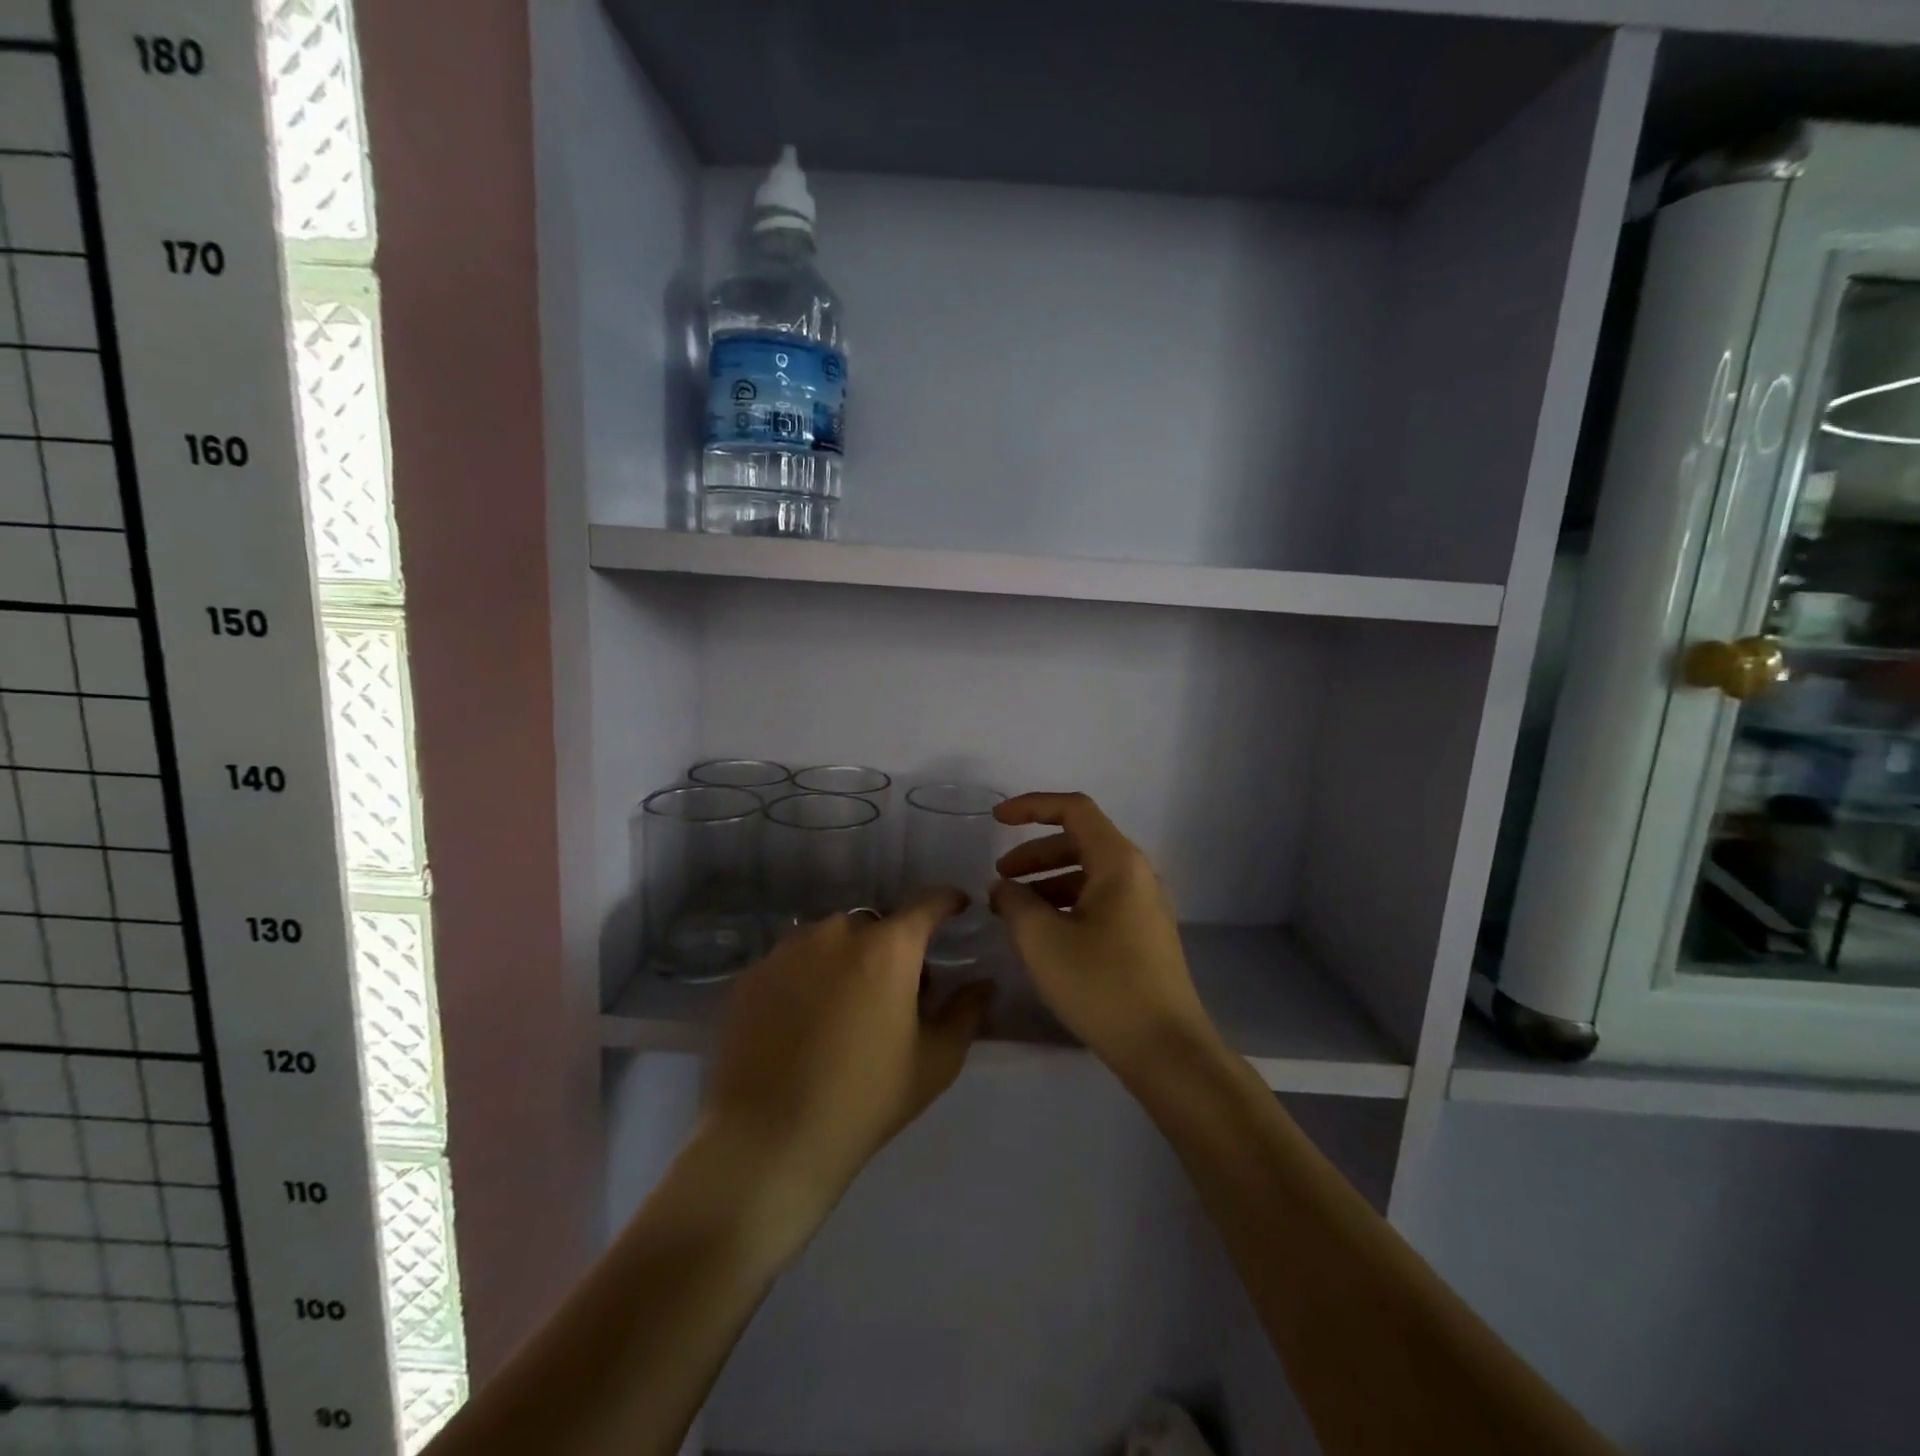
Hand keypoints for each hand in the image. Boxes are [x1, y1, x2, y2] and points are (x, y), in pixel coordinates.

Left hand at [702, 891, 993, 1240]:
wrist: (768, 1140)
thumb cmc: (865, 1100)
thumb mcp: (935, 1062)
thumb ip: (965, 1012)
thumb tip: (983, 983)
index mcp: (888, 948)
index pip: (927, 903)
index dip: (947, 902)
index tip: (957, 907)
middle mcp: (837, 932)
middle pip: (875, 924)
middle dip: (891, 946)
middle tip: (895, 989)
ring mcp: (788, 949)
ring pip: (829, 939)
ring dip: (845, 958)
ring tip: (843, 1006)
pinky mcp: (752, 974)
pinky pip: (791, 960)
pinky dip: (805, 976)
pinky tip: (802, 1020)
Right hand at [989, 792, 1223, 1079]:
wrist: (1166, 1050)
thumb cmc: (1102, 986)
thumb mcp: (1042, 940)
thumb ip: (1014, 902)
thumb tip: (1005, 888)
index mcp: (1119, 862)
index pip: (1073, 809)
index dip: (1031, 806)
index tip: (996, 820)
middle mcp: (1137, 874)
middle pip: (1079, 841)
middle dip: (1034, 854)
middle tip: (999, 878)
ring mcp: (1144, 905)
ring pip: (1088, 874)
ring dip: (1047, 882)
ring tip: (1013, 911)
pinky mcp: (1144, 933)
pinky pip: (1099, 900)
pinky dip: (1066, 904)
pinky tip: (1044, 934)